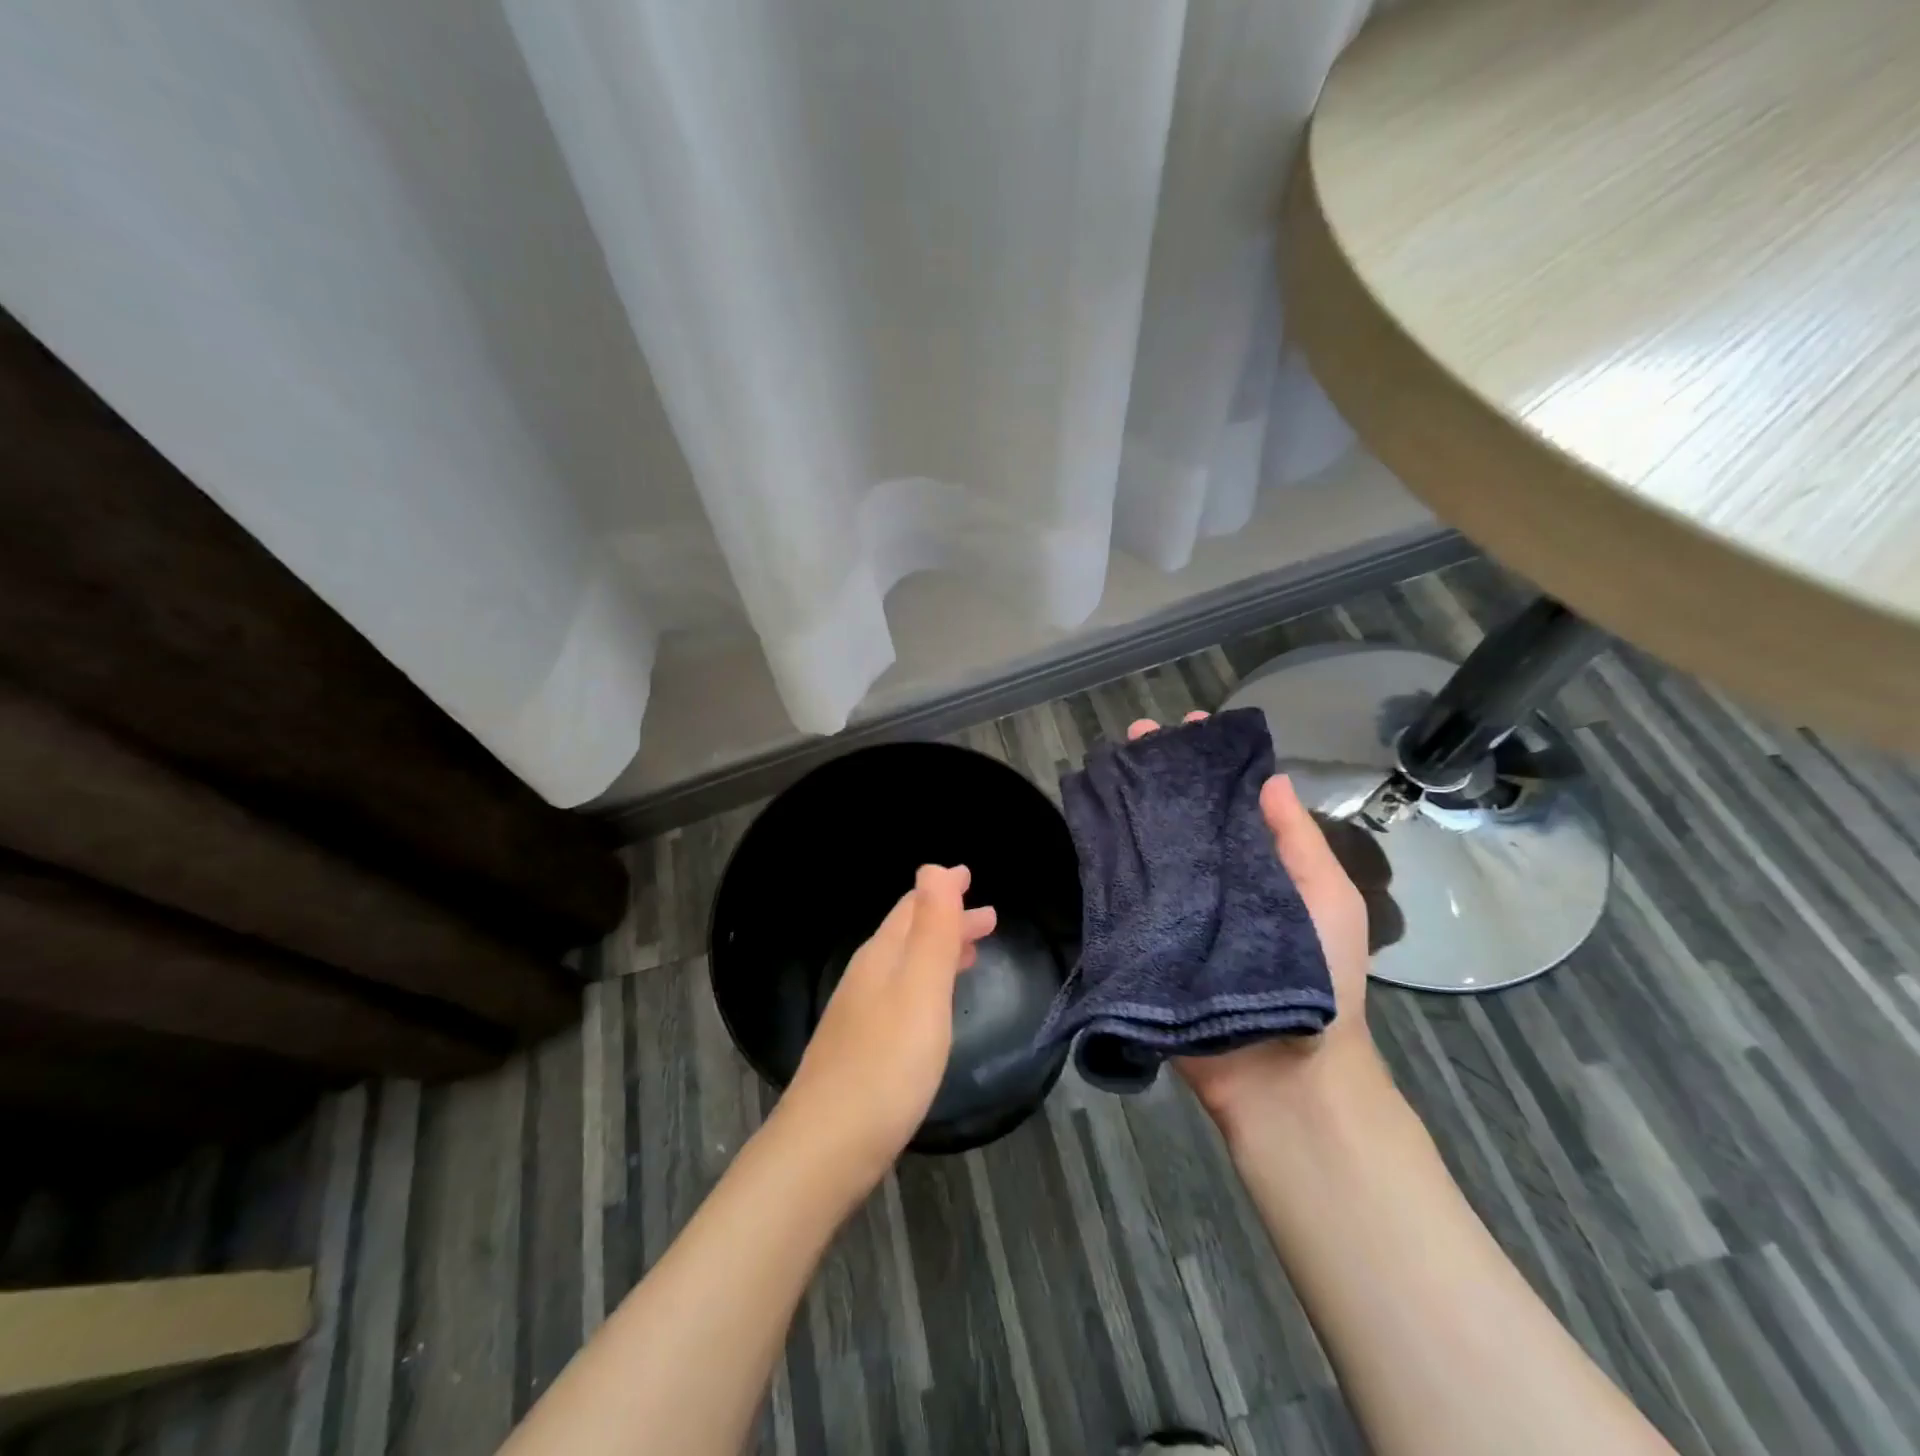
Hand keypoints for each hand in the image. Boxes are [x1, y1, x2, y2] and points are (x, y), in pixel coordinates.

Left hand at [779, 864, 996, 1188]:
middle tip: (988, 919)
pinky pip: (900, 997)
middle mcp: (866, 978)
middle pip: (909, 934)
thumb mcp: (920, 990)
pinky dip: (926, 985)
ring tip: (971, 953)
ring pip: (905, 967)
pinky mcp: (860, 1050)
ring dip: (939, 952)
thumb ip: (932, 930)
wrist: (825, 1149)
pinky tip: (934, 1009)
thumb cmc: (886, 1065)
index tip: (969, 875)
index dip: (942, 889)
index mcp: (881, 957)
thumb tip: (933, 867)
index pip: (913, 906)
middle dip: (947, 920)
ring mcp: (858, 1015)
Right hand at [1122, 715, 1379, 1137]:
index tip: (1191, 726)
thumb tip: (1269, 777)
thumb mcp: (1327, 899)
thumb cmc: (1320, 979)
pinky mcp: (1143, 935)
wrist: (1280, 1072)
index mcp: (1256, 864)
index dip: (1210, 762)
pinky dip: (1105, 854)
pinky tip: (1089, 820)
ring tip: (1109, 766)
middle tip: (1136, 738)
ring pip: (1146, 843)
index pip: (1228, 799)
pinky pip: (1121, 889)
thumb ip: (1296, 841)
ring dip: (1129, 804)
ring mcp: (1174, 905)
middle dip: (1161, 773)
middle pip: (1180, 814)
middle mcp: (1211, 876)